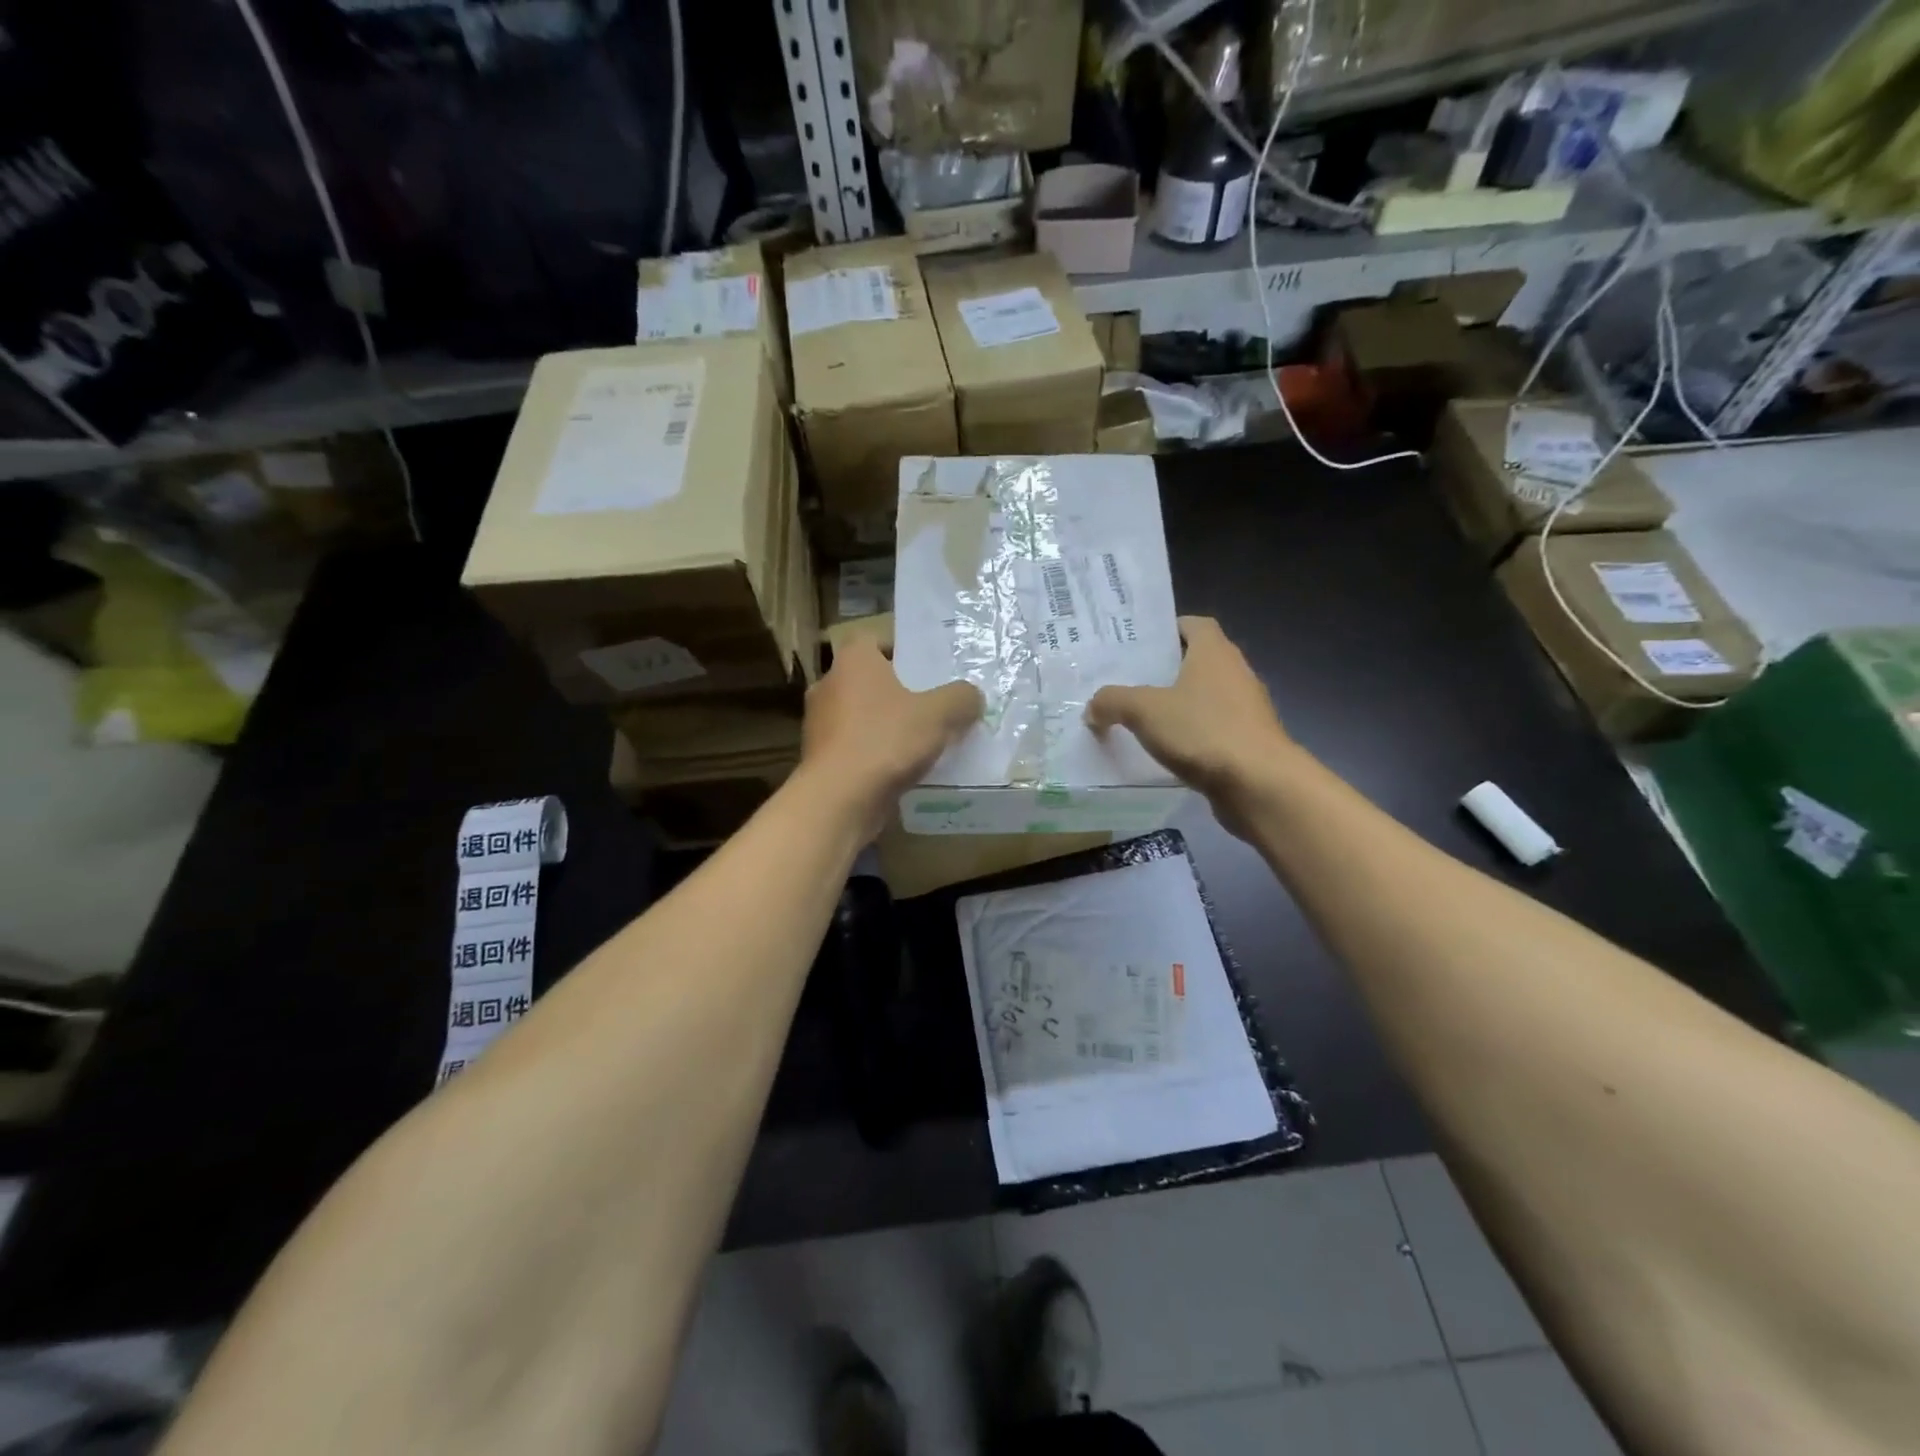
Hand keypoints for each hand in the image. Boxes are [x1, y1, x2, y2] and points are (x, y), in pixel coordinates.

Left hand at [799, 641, 983, 838]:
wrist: (838, 800)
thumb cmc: (886, 741)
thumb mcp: (939, 714)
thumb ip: (961, 698)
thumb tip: (972, 696)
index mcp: (853, 661)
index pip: (874, 639)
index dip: (903, 650)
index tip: (929, 668)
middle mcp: (829, 685)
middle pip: (870, 680)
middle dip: (900, 691)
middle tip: (933, 703)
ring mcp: (820, 724)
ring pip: (862, 715)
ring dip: (887, 724)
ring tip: (923, 739)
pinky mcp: (821, 758)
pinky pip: (856, 746)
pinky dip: (876, 753)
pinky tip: (903, 768)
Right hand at [1085, 616, 1294, 835]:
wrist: (1259, 784)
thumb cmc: (1203, 731)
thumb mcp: (1144, 711)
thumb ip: (1112, 701)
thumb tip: (1092, 708)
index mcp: (1214, 652)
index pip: (1194, 624)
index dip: (1167, 629)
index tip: (1139, 645)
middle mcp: (1235, 672)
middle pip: (1197, 661)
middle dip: (1165, 670)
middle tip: (1127, 681)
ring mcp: (1246, 708)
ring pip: (1204, 697)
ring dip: (1178, 705)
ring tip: (1139, 718)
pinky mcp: (1248, 741)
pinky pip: (1212, 728)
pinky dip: (1191, 734)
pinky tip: (1165, 751)